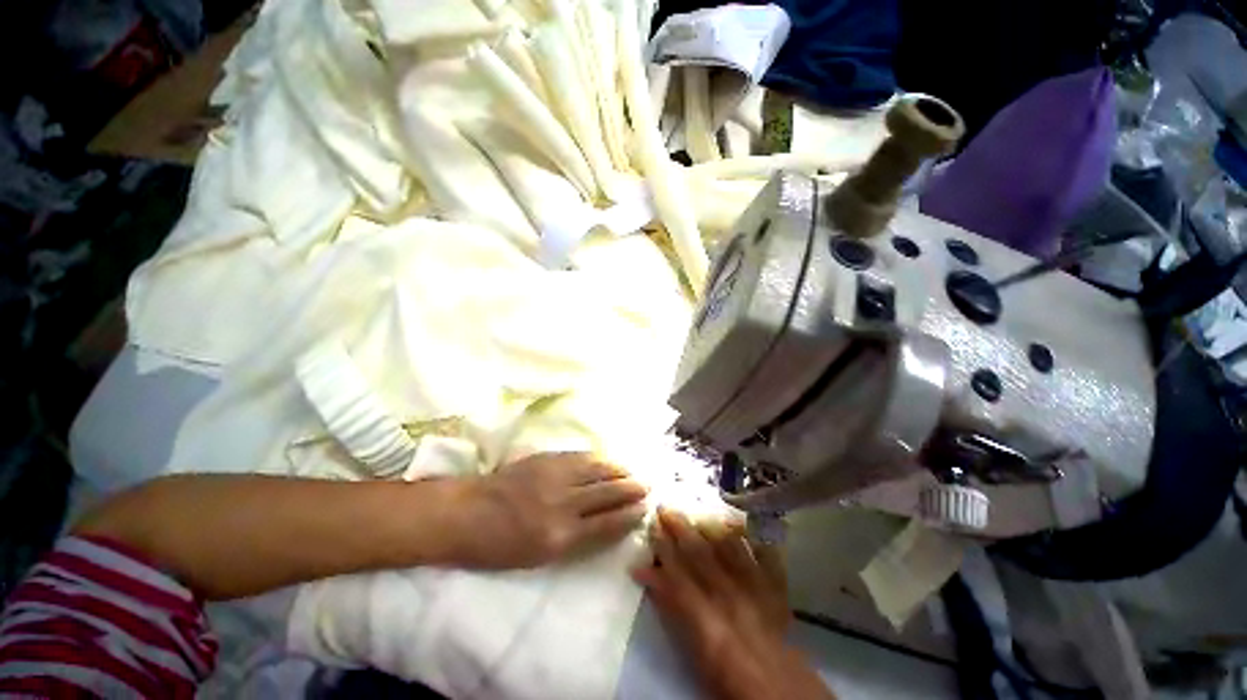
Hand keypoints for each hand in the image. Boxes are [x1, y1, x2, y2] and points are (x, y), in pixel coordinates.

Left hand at [444, 452, 648, 568]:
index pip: (606, 523)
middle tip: (647, 486)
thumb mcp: (538, 556)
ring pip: (597, 469)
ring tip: (631, 471)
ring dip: (618, 470)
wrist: (466, 512)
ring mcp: (555, 476)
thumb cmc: (498, 546)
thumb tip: (603, 524)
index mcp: (560, 536)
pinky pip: (581, 456)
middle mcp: (563, 503)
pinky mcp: (547, 459)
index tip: (644, 509)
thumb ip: (574, 539)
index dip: (628, 515)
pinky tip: (606, 459)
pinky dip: (598, 459)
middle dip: (631, 489)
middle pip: (607, 493)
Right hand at [632, 508, 833, 699]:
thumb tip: (646, 573)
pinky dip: (753, 535)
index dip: (662, 548)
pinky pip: (766, 553)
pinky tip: (741, 520)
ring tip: (696, 507)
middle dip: (681, 527)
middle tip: (665, 506)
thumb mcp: (692, 649)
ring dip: (711, 525)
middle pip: (701, 554)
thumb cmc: (728, 676)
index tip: (651, 525)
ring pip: (730, 546)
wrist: (780, 691)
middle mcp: (730, 596)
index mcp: (706, 619)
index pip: (677, 574)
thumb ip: (672, 608)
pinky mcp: (776, 587)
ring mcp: (756, 587)